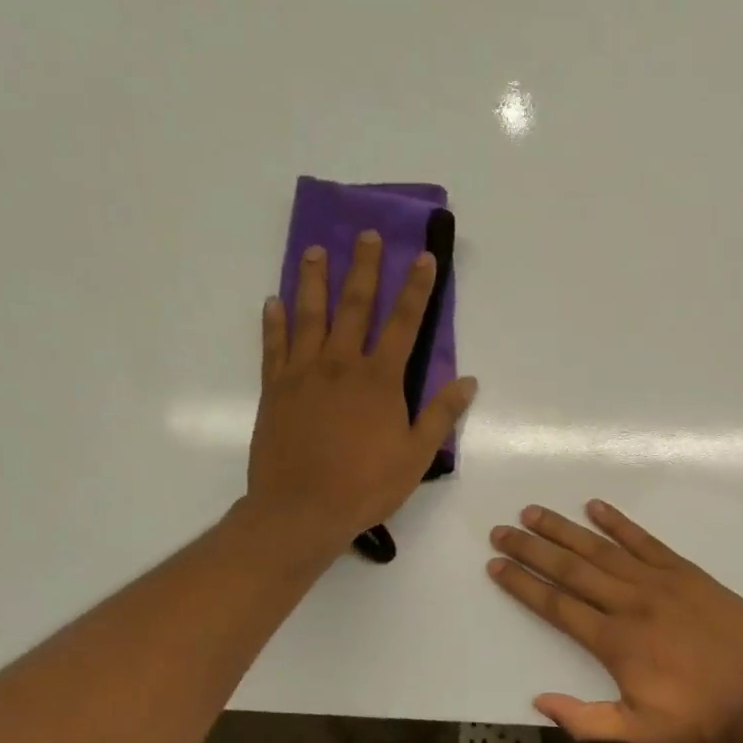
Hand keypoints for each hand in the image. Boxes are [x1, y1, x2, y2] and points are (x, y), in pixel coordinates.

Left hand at [246, 231, 476, 550]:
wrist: (301, 509)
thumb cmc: (366, 485)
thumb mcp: (416, 455)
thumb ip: (440, 414)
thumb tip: (468, 381)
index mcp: (380, 380)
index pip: (404, 324)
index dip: (416, 289)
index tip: (423, 257)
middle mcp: (341, 365)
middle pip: (355, 306)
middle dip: (364, 268)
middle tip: (367, 234)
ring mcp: (303, 373)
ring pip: (309, 315)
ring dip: (313, 280)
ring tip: (314, 250)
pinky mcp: (274, 389)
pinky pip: (273, 346)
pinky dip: (274, 322)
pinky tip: (273, 302)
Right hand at [487, 501, 742, 742]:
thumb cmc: (697, 714)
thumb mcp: (637, 730)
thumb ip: (585, 719)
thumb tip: (538, 700)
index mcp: (614, 641)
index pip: (556, 605)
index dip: (523, 583)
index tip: (496, 564)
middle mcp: (629, 602)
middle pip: (571, 569)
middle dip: (532, 548)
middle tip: (502, 529)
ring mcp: (658, 581)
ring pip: (602, 549)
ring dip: (565, 529)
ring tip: (534, 512)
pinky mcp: (685, 571)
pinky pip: (645, 540)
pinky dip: (619, 522)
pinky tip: (596, 507)